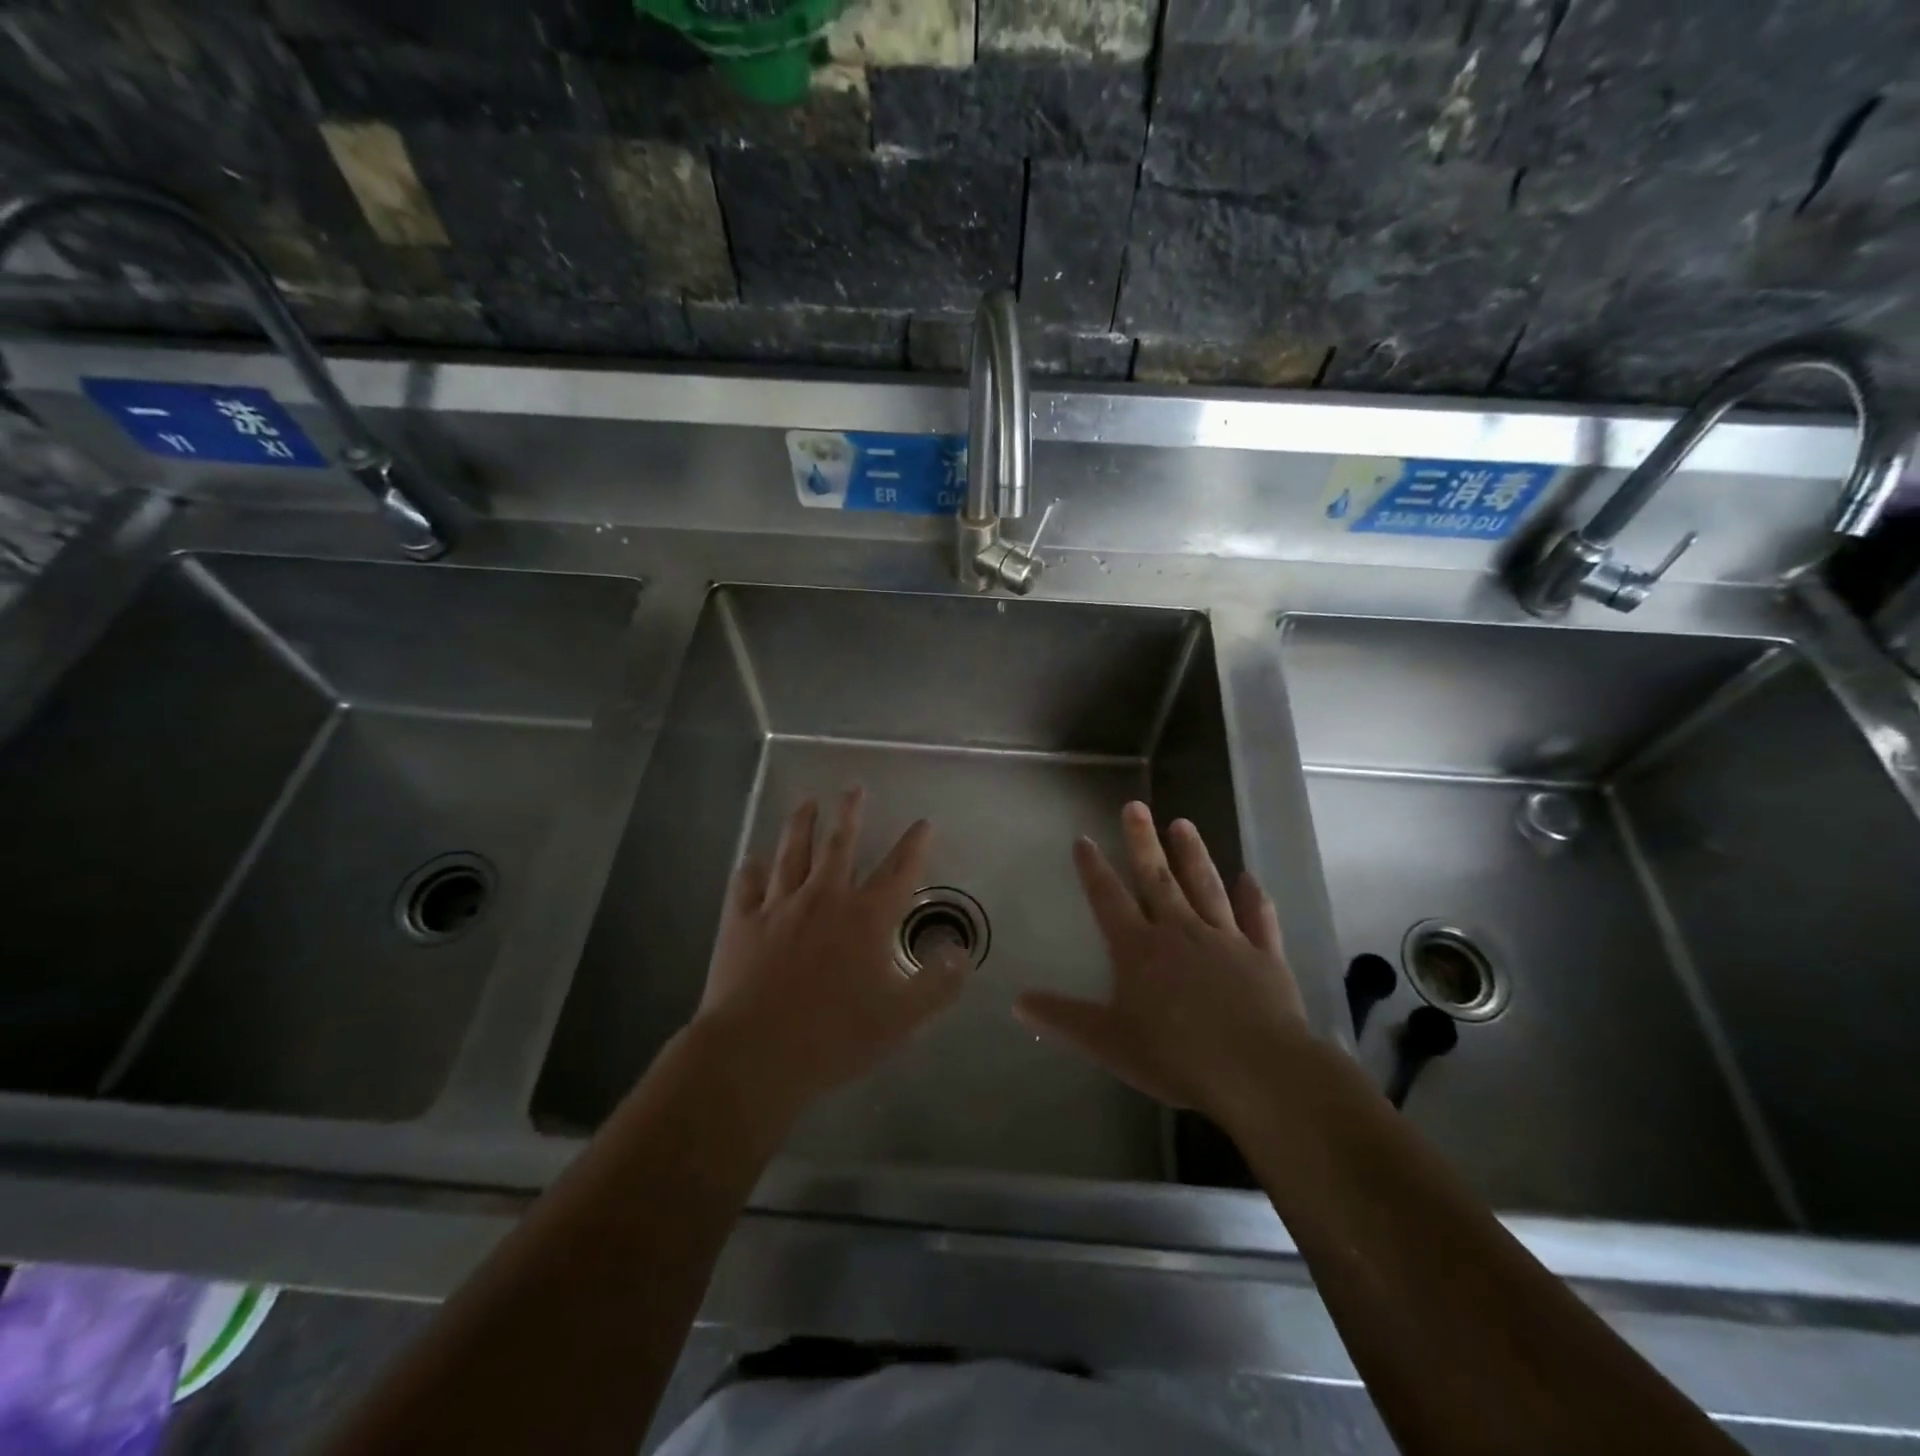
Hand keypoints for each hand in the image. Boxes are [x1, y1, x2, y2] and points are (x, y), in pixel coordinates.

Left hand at [692, 788, 967, 1111]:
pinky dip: (751, 870)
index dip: (914, 844)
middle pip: (841, 844)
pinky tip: (752, 860)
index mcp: (866, 917)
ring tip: (807, 803)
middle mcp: (825, 898)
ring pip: (793, 852)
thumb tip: (962, 952)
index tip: (923, 822)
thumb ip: (938, 984)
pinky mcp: (742, 922)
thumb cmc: (835, 1036)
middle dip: (851, 813)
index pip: (899, 870)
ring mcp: (779, 906)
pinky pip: (747, 885)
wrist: (755, 1053)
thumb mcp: (902, 1018)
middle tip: (854, 788)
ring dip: (802, 824)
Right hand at [1014, 801, 1309, 1127]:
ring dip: (1193, 854)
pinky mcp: (1263, 955)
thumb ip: (1063, 1018)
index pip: (1109, 899)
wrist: (1257, 1071)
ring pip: (1205, 886)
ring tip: (1183, 823)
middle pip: (1157, 878)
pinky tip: (1250, 878)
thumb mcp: (1108, 1042)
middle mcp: (1179, 931)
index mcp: (1139, 949)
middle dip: (1142, 841)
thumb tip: (1017, 1002)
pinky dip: (1254, 898)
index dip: (1093, 869)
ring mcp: (1225, 939)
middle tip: (1136, 805)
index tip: (1083, 839)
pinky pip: (1258, 919)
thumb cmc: (1175, 1056)